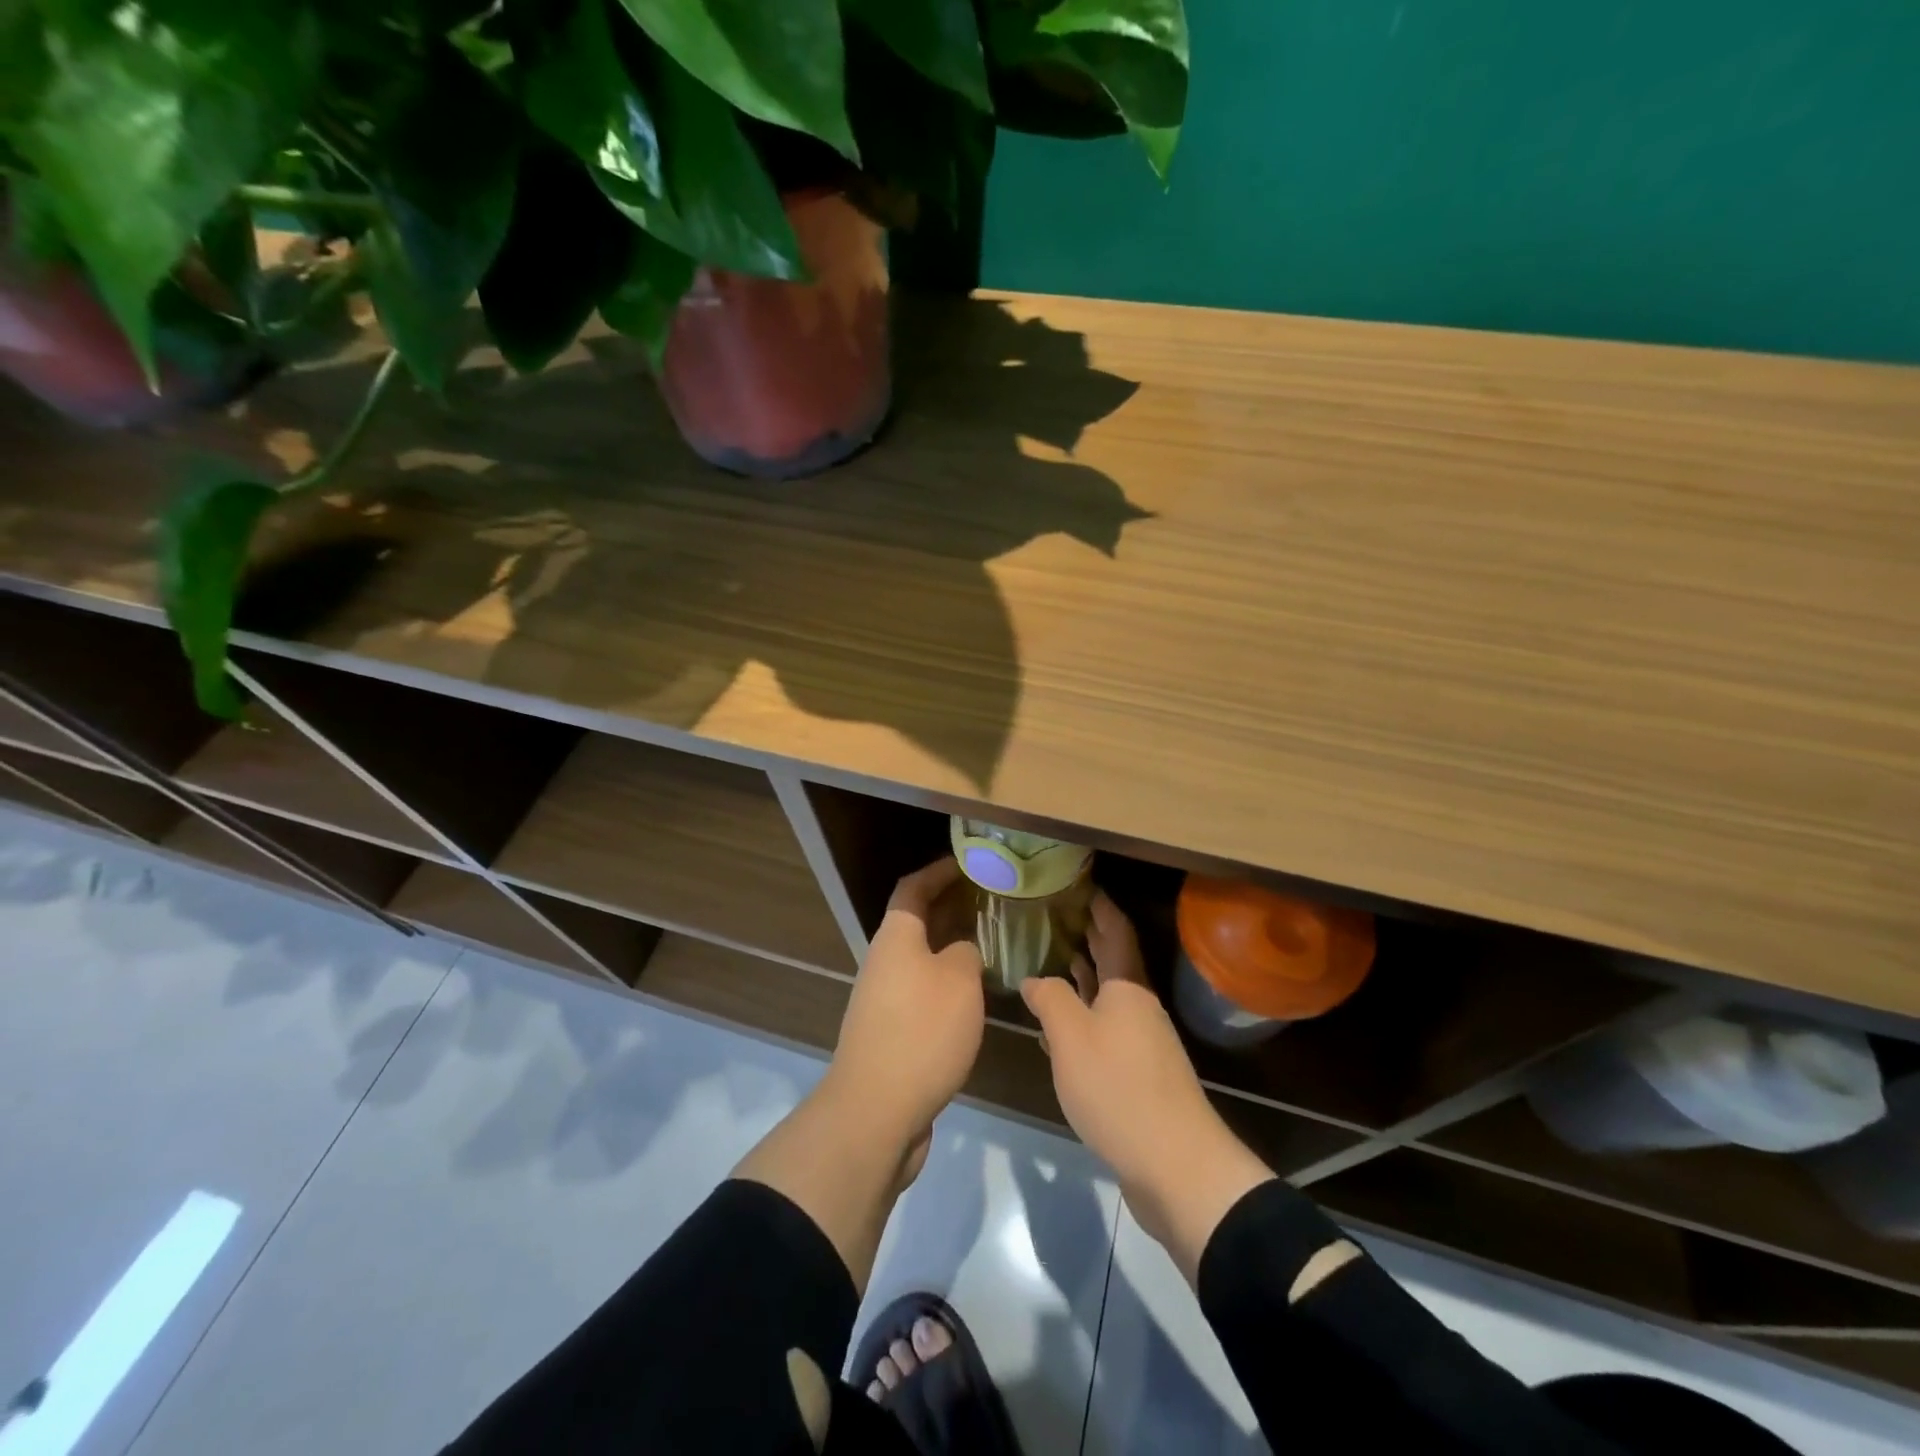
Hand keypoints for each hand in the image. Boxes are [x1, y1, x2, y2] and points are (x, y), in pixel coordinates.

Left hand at [823, 858, 984, 1172]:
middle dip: (951, 908)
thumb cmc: (920, 1032)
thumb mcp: (958, 981)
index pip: (913, 888)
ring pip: (922, 959)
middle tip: (992, 903)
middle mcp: (885, 962)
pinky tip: (976, 996)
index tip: (969, 864)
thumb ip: (965, 953)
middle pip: (917, 922)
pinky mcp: (892, 1033)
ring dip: (952, 948)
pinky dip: (948, 984)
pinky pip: (923, 992)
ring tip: (993, 945)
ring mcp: (885, 999)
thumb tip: (961, 951)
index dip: (939, 871)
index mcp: (896, 938)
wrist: (875, 1111)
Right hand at [1021, 893, 1272, 1282]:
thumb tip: (1034, 978)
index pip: (1116, 933)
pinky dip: (1086, 1017)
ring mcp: (1142, 1043)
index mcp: (1128, 988)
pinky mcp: (1139, 1076)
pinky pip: (1107, 1030)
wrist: (1174, 1164)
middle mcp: (1139, 1007)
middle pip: (1114, 963)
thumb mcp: (1071, 1036)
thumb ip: (1049, 999)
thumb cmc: (1117, 1087)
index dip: (1100, 907)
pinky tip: (1064, 1027)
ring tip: (1056, 960)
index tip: (1082, 885)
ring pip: (1109, 998)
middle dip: (1091, 938)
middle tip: (1061, 915)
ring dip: (1085, 978)